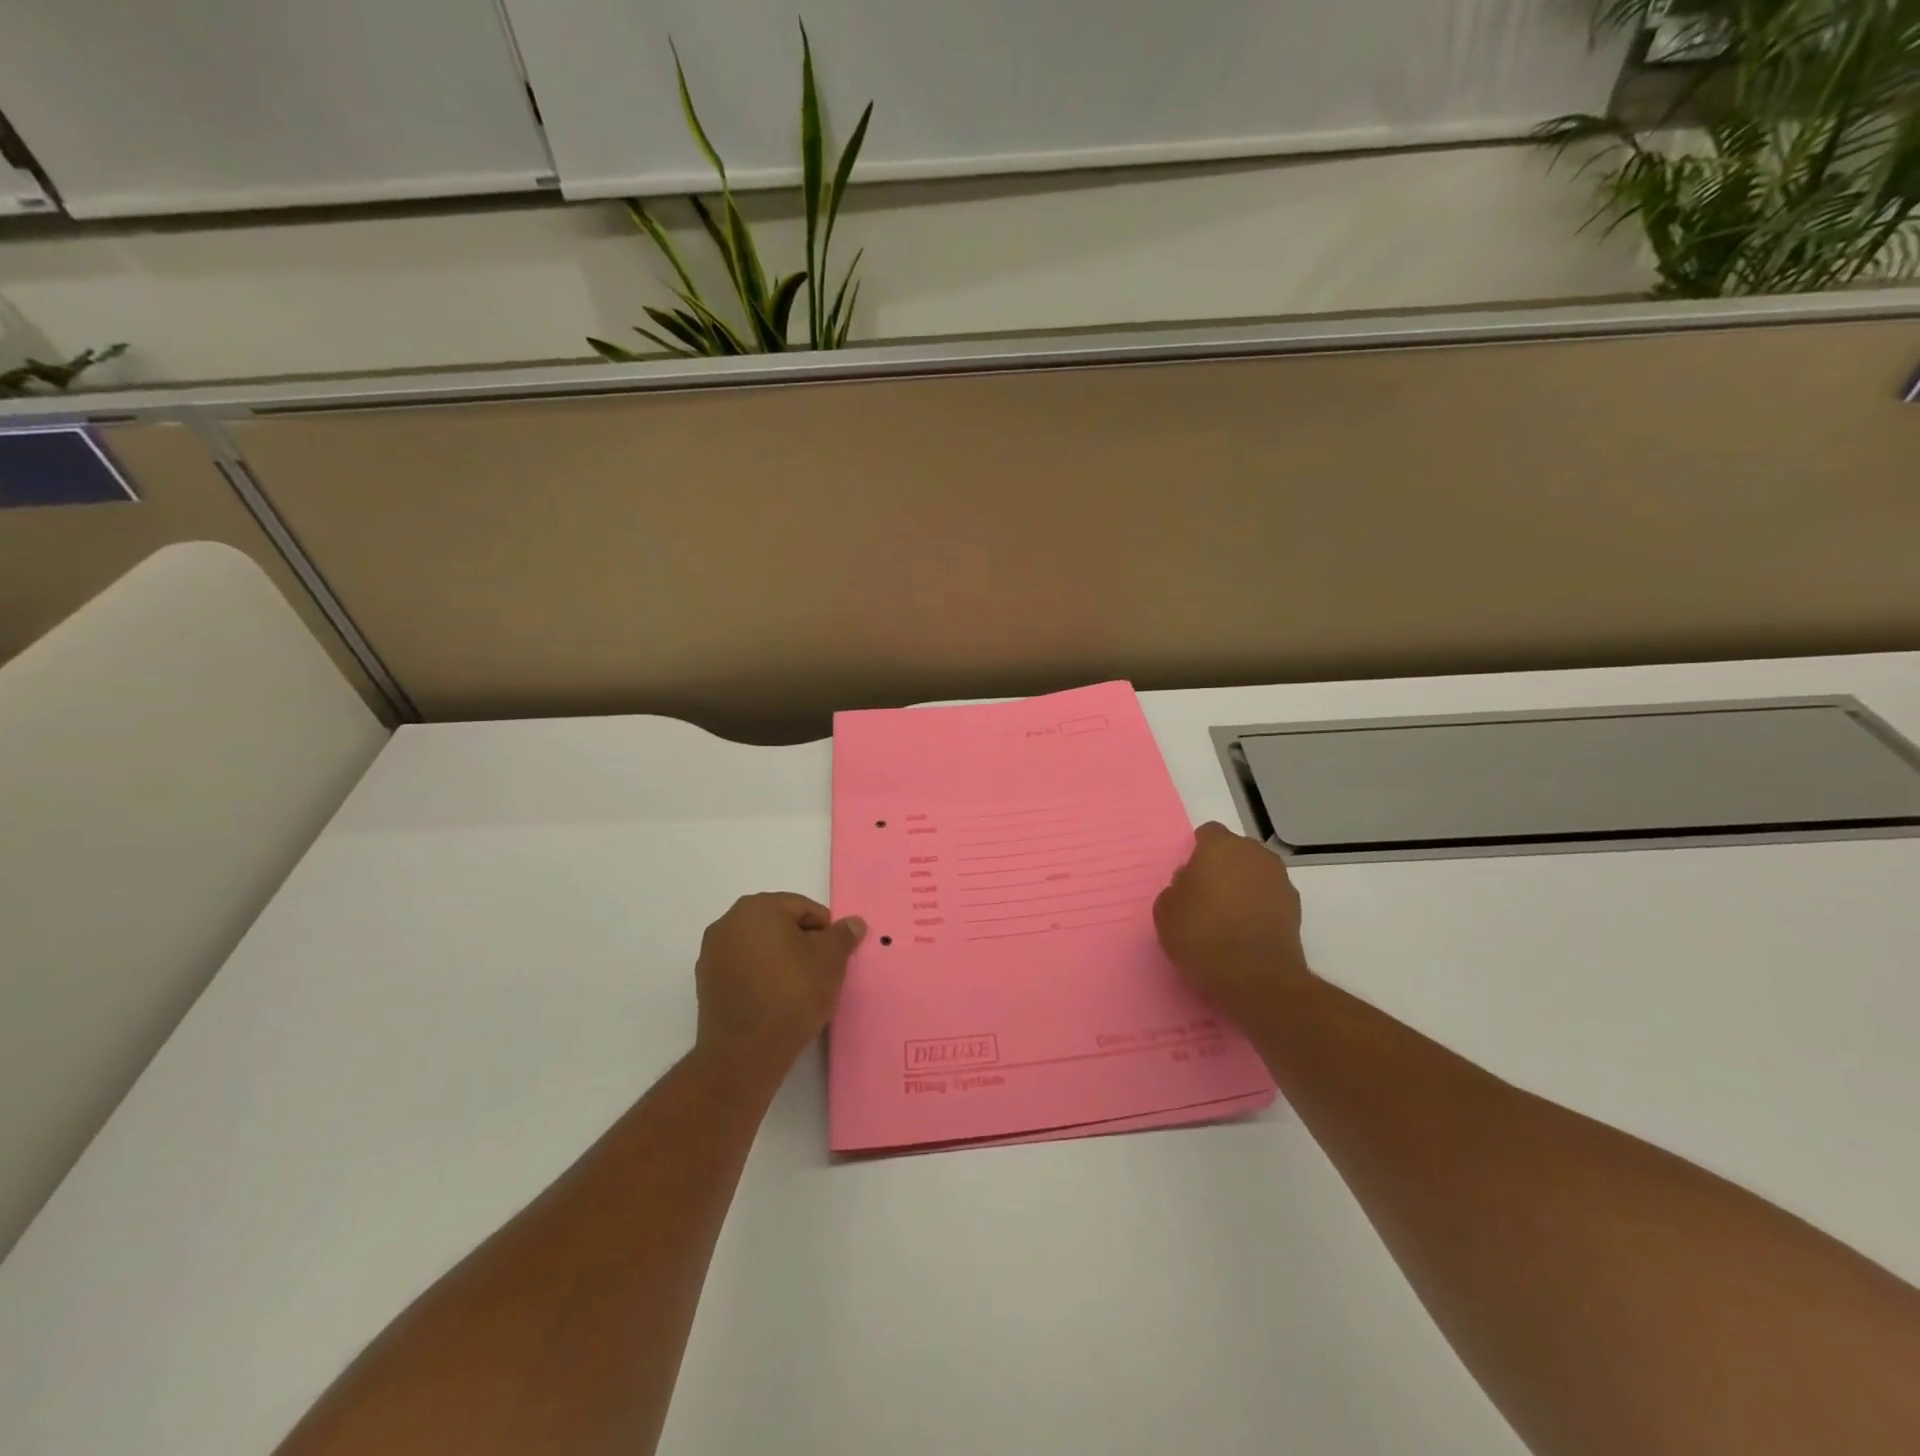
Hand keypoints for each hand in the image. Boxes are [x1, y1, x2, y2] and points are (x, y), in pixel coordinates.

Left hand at [694, 894, 865, 1076]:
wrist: (744, 1053)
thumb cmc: (792, 993)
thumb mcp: (830, 960)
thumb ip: (843, 935)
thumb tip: (853, 922)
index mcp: (757, 907)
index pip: (802, 908)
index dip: (825, 930)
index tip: (836, 955)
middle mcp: (728, 922)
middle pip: (778, 925)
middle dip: (802, 943)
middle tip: (822, 970)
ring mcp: (712, 953)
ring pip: (760, 947)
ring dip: (781, 960)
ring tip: (800, 988)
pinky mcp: (706, 983)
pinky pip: (743, 969)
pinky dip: (761, 977)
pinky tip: (776, 1000)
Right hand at [1154, 822, 1311, 1028]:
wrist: (1255, 977)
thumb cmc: (1201, 935)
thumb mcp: (1166, 910)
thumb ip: (1177, 887)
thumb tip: (1191, 883)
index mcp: (1220, 847)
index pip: (1209, 833)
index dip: (1198, 850)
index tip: (1189, 873)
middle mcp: (1255, 855)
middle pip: (1236, 851)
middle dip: (1223, 866)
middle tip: (1206, 893)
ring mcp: (1280, 880)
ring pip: (1255, 873)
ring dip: (1243, 885)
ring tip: (1227, 915)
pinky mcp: (1295, 908)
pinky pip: (1270, 897)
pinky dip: (1259, 907)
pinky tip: (1245, 930)